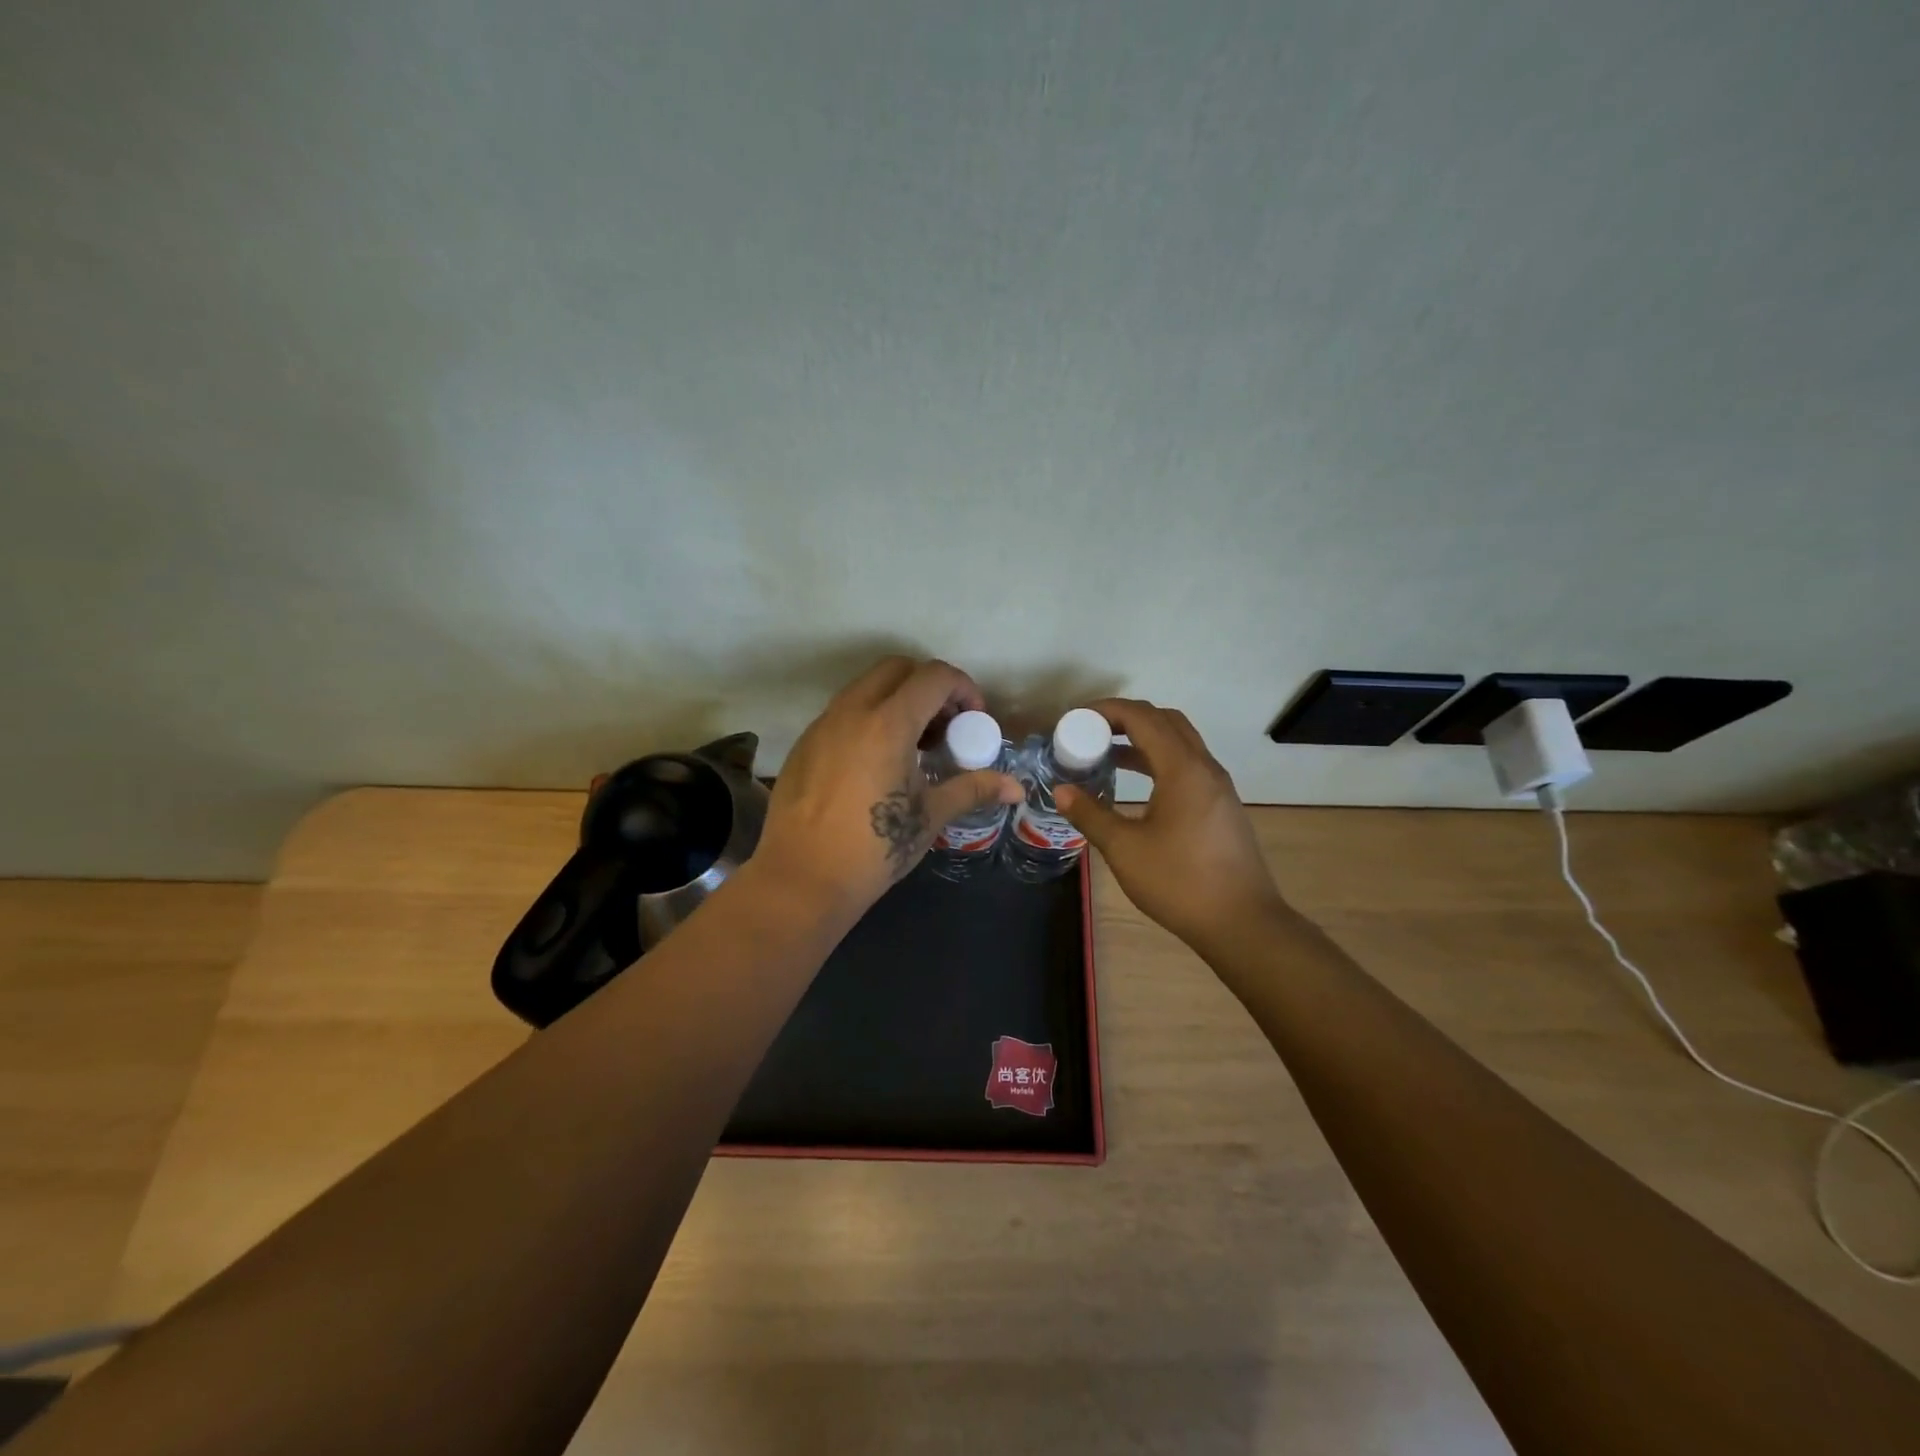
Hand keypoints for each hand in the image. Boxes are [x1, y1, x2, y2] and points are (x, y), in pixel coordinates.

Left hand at [753, 657, 1023, 923]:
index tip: (974, 721)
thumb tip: (1016, 789)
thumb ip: (973, 789)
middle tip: (945, 727)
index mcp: (888, 723)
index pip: (933, 676)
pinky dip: (869, 718)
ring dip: (898, 700)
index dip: (964, 689)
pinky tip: (877, 763)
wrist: (802, 880)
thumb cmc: (874, 848)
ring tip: (914, 746)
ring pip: (866, 687)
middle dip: (929, 686)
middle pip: (897, 668)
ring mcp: (822, 725)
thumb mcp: (930, 816)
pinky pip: (843, 712)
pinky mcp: (804, 744)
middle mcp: (852, 711)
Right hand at [1054, 699, 1288, 955]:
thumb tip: (1061, 790)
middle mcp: (1204, 767)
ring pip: (1179, 742)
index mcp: (1183, 769)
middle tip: (1090, 731)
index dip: (1106, 710)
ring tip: (1105, 753)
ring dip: (1143, 739)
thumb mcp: (1125, 849)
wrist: (1242, 923)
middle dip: (1125, 718)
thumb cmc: (1180, 882)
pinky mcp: (1220, 806)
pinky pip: (1187, 765)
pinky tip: (1135, 784)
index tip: (1075, 719)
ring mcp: (1217, 786)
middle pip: (1165, 721)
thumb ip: (1090, 814)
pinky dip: (1158, 760)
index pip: (1142, 717)